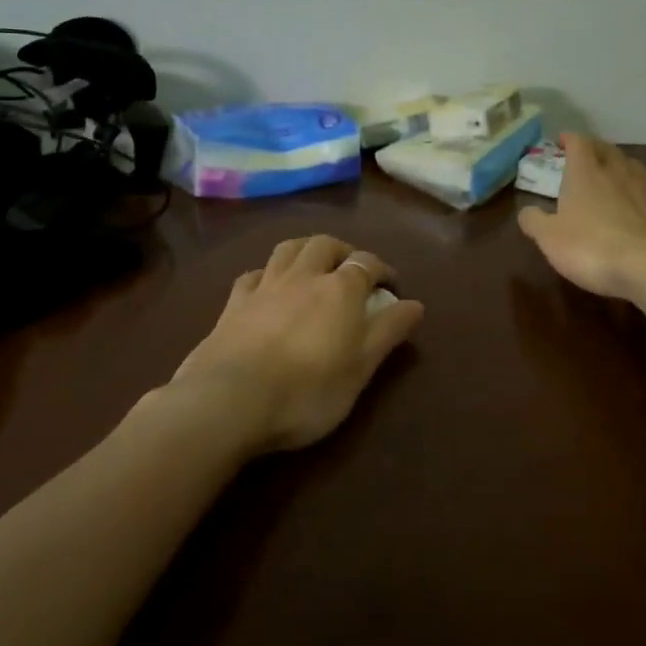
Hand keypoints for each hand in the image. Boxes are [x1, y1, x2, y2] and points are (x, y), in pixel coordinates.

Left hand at [167, 235, 424, 453]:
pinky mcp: (233, 304)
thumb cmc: (308, 390)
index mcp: (340, 289)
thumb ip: (389, 332)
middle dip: (343, 251)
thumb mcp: (361, 367)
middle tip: (351, 270)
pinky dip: (266, 274)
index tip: (392, 288)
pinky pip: (252, 275)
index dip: (384, 271)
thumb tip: (416, 304)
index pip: (368, 263)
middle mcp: (303, 276)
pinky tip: (267, 286)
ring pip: (288, 249)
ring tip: (313, 266)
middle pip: (326, 245)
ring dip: (306, 250)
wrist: (230, 401)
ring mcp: (265, 286)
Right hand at [517, 134, 645, 300]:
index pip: (579, 144)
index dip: (569, 139)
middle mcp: (618, 175)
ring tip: (615, 174)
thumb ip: (535, 221)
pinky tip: (640, 211)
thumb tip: (526, 211)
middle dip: (596, 148)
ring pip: (634, 169)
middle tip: (588, 153)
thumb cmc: (591, 247)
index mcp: (585, 175)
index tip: (562, 140)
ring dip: (622, 167)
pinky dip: (643, 198)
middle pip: (608, 151)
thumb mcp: (550, 238)